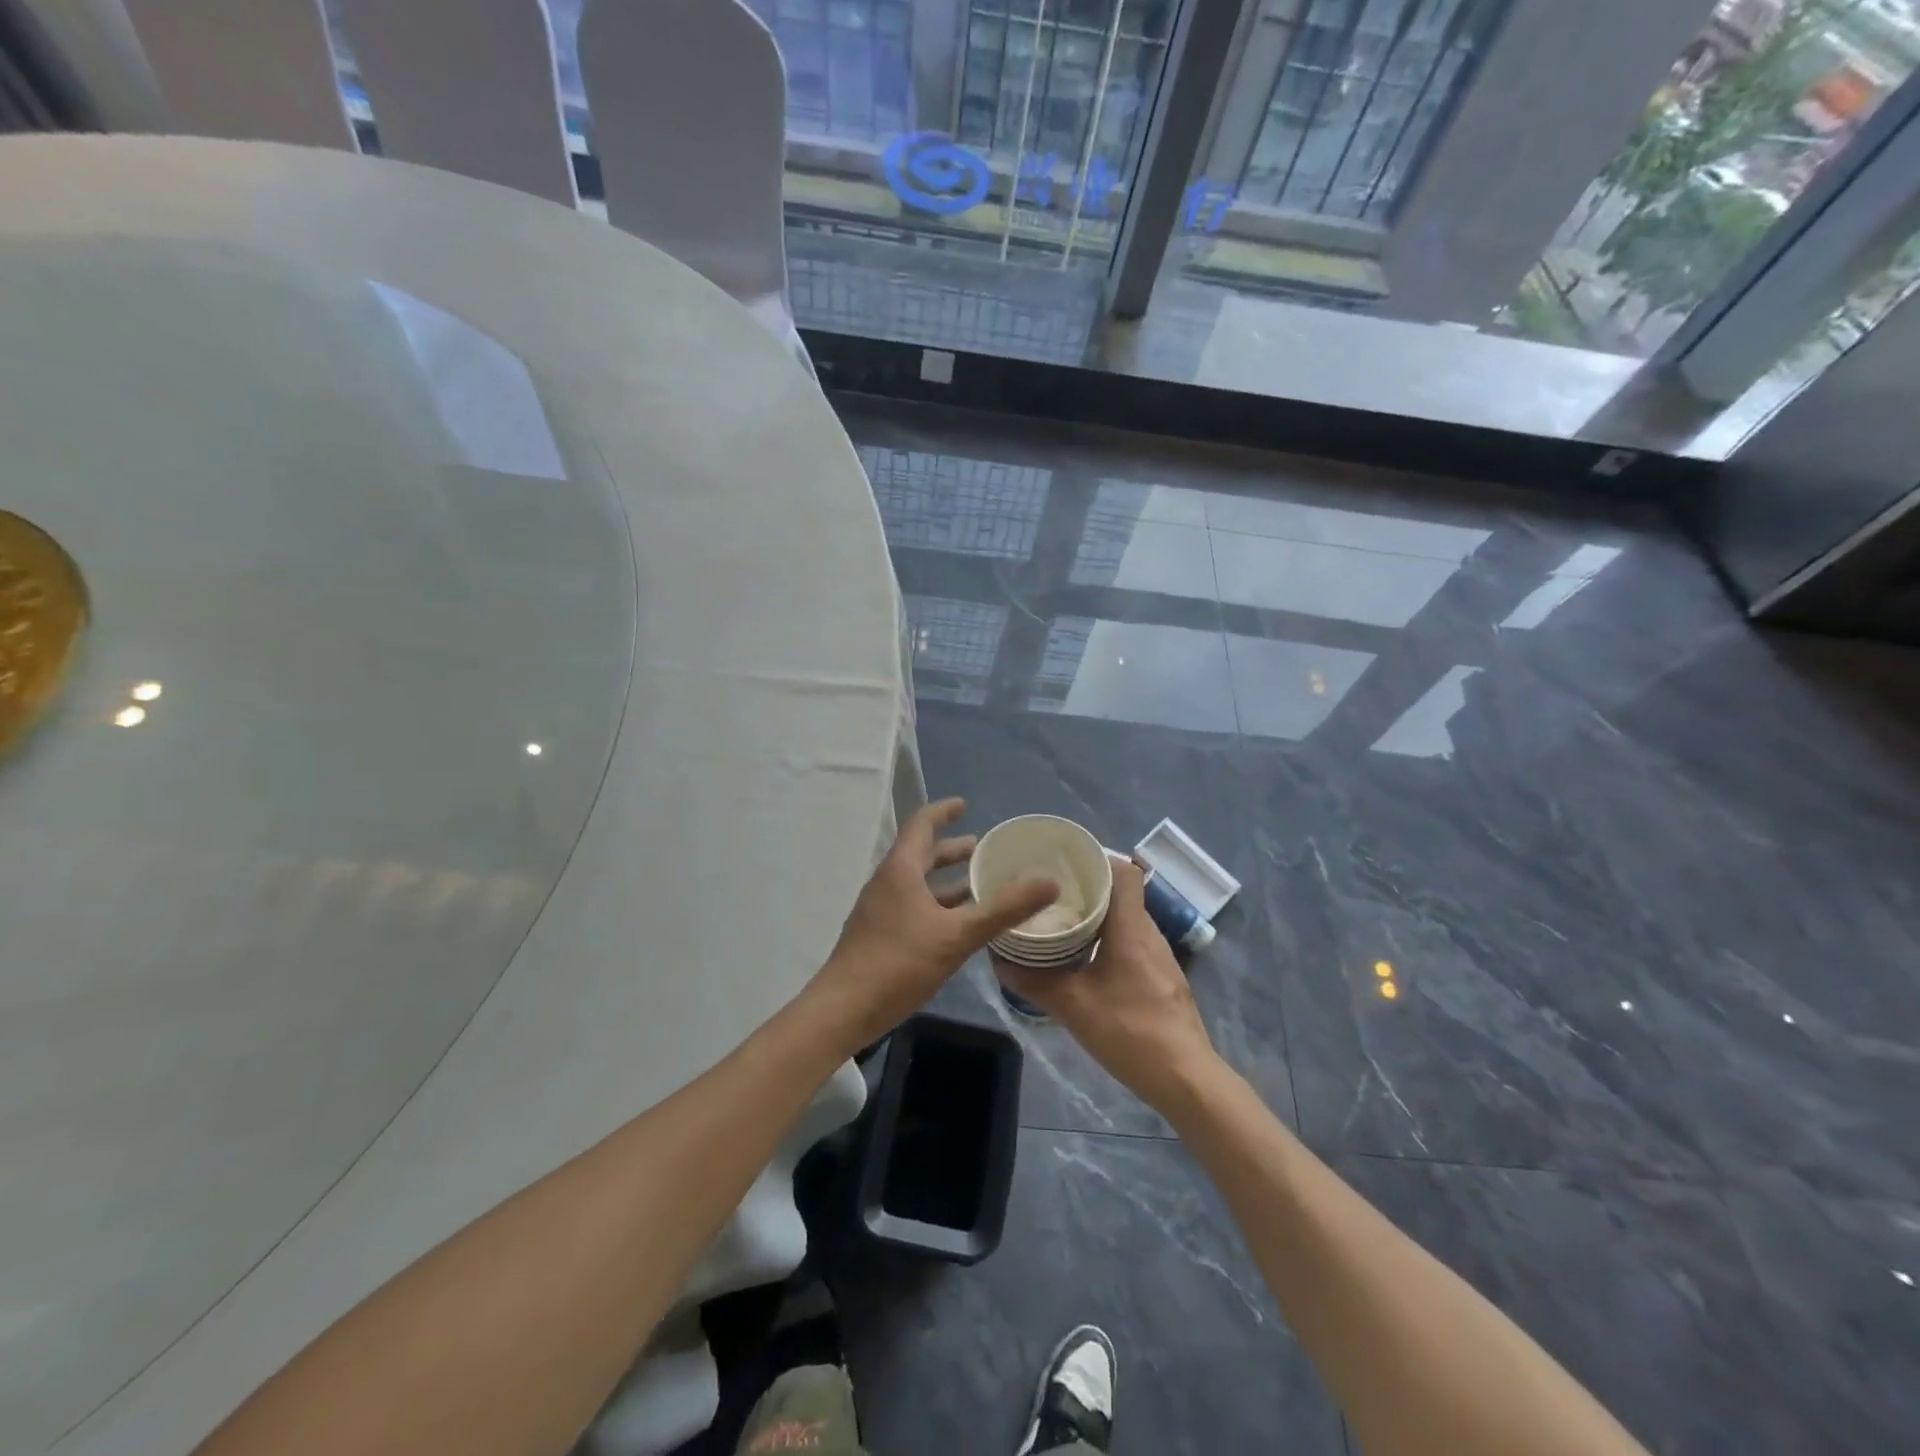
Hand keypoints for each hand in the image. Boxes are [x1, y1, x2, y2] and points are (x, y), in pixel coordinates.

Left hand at [811, 798, 1059, 1049]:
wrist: (843, 1010)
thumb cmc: (898, 963)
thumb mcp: (957, 935)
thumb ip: (1003, 908)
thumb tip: (1049, 882)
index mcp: (900, 870)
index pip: (922, 824)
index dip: (943, 811)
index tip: (965, 805)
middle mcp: (887, 883)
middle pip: (921, 854)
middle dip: (951, 850)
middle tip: (983, 849)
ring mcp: (880, 910)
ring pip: (918, 883)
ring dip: (946, 880)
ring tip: (979, 885)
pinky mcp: (879, 936)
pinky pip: (913, 906)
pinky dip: (938, 905)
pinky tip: (959, 926)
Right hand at [995, 857, 1220, 1114]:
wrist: (1185, 1079)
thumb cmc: (1130, 1031)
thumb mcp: (1073, 1007)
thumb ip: (1034, 982)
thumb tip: (999, 960)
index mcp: (1131, 928)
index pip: (1125, 871)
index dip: (1098, 859)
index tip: (1064, 864)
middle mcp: (1149, 933)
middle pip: (1121, 894)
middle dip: (1086, 889)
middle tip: (1050, 894)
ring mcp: (1160, 956)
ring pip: (1126, 920)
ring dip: (1097, 916)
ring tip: (1062, 922)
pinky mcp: (1162, 978)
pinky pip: (1132, 942)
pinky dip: (1108, 940)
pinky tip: (1086, 960)